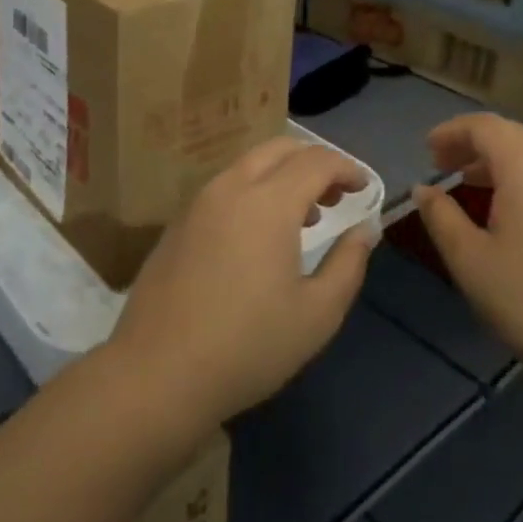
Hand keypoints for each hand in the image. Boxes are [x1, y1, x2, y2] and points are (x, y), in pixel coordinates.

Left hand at [108, 138, 374, 429]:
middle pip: (280, 148)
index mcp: (268, 202)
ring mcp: (198, 202)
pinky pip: (226, 186)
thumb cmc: (248, 346)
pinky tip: (258, 236)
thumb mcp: (317, 314)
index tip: (364, 189)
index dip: (347, 168)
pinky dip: (254, 190)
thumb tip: (365, 229)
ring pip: (249, 164)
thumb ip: (349, 264)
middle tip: (335, 198)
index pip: (316, 161)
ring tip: (303, 218)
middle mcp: (231, 187)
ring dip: (283, 176)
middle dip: (315, 163)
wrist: (157, 373)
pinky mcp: (178, 222)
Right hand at [413, 113, 522, 385]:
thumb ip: (441, 217)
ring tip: (470, 182)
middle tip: (444, 164)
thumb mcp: (470, 262)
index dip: (451, 132)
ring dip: (498, 160)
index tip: (427, 150)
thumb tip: (424, 189)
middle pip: (511, 135)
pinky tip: (512, 212)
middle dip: (473, 143)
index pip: (484, 127)